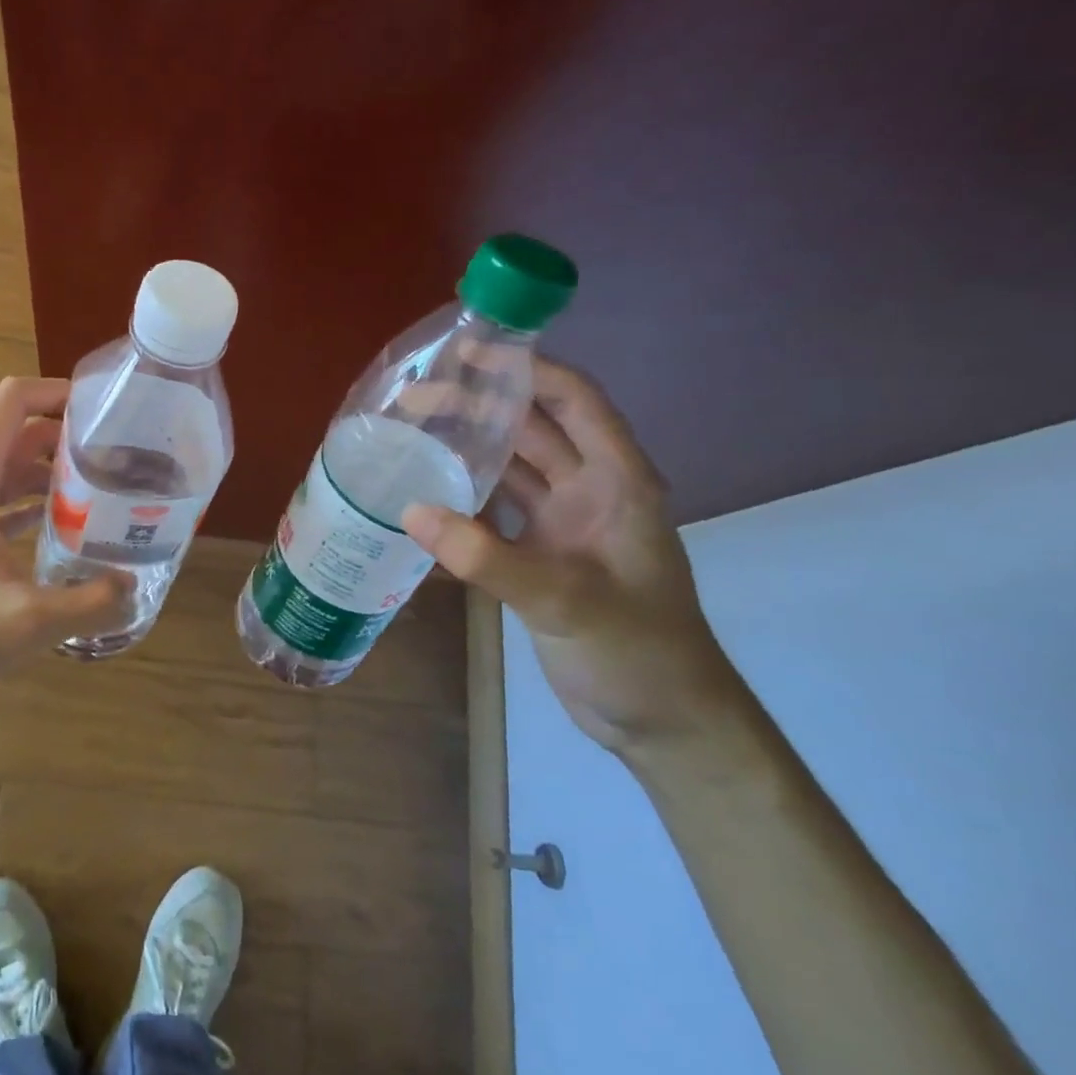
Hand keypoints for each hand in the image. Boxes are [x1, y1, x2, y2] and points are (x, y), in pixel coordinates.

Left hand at [0, 377, 130, 714]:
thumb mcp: (24, 623)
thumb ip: (88, 603)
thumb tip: (134, 586)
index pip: (14, 400)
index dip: (59, 392)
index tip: (108, 410)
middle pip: (21, 431)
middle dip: (70, 436)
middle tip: (123, 456)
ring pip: (13, 467)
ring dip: (56, 471)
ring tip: (108, 489)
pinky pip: (3, 499)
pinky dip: (37, 501)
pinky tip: (72, 527)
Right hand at [403, 359, 741, 754]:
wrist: (663, 722)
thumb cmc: (638, 650)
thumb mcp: (566, 600)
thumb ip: (488, 557)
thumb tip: (411, 511)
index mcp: (617, 483)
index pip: (575, 403)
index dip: (530, 369)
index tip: (472, 351)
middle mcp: (589, 492)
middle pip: (533, 430)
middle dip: (480, 405)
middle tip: (417, 395)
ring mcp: (563, 526)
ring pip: (511, 468)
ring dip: (469, 447)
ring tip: (413, 431)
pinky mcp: (539, 556)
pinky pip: (495, 512)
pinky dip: (463, 498)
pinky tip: (424, 491)